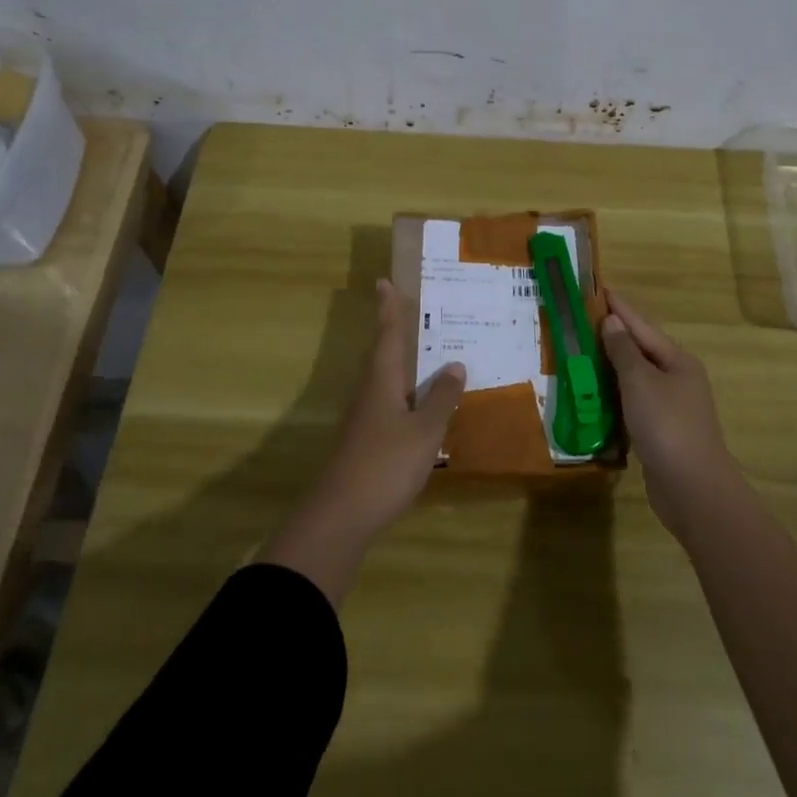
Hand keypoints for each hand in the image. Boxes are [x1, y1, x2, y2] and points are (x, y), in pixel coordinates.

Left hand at [314, 278, 466, 540]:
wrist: (341, 515)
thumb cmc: (385, 464)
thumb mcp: (424, 430)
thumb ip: (441, 398)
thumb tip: (455, 364)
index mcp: (382, 381)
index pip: (387, 334)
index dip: (388, 308)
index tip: (383, 281)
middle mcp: (369, 392)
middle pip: (382, 353)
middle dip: (395, 331)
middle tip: (413, 311)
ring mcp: (364, 418)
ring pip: (385, 379)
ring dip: (402, 362)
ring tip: (426, 353)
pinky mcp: (365, 440)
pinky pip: (389, 402)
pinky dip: (405, 392)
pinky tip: (420, 404)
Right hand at [602, 292, 737, 534]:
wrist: (692, 488)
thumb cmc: (666, 425)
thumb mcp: (640, 382)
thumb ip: (624, 351)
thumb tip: (613, 321)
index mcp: (678, 361)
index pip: (642, 326)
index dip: (620, 308)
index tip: (600, 289)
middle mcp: (677, 379)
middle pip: (641, 350)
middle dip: (614, 335)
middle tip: (583, 319)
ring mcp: (671, 407)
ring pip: (636, 378)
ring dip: (611, 366)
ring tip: (583, 352)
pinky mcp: (660, 431)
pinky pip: (633, 402)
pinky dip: (614, 394)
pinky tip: (595, 394)